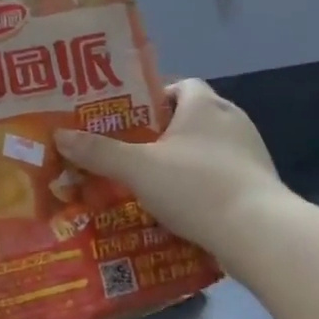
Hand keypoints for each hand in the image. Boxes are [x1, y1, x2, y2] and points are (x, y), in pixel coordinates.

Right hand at [55, 80, 288, 269]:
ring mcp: (250, 152)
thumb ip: (98, 152)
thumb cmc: (196, 186)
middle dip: (163, 133)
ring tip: (151, 182)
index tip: (128, 120)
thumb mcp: (137, 169)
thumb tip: (59, 135)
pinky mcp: (259, 183)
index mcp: (204, 105)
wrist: (259, 233)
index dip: (153, 98)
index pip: (179, 85)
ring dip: (183, 161)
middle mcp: (231, 119)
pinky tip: (181, 206)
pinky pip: (222, 174)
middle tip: (131, 152)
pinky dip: (202, 184)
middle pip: (191, 117)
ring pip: (207, 148)